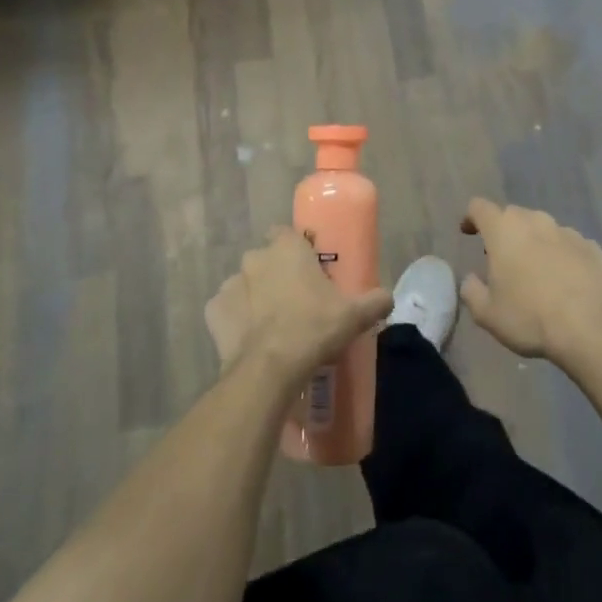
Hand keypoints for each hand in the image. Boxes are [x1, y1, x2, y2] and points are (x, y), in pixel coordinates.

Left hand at [205, 227, 392, 379]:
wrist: (269, 368)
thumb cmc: (313, 328)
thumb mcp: (354, 315)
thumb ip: (374, 300)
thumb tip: (388, 297)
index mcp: (286, 248)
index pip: (286, 233)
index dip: (295, 248)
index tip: (308, 268)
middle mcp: (255, 258)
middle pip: (265, 258)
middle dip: (275, 273)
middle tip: (295, 299)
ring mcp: (230, 284)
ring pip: (244, 284)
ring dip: (255, 296)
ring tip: (272, 323)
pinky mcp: (213, 312)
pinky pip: (225, 310)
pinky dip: (235, 320)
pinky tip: (250, 338)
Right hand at [458, 199, 601, 363]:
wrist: (590, 328)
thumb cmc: (530, 318)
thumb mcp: (487, 314)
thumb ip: (471, 291)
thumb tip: (471, 279)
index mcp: (503, 230)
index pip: (479, 207)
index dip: (471, 218)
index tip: (469, 232)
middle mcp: (535, 221)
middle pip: (512, 215)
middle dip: (504, 232)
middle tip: (502, 260)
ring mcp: (566, 231)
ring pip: (542, 229)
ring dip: (534, 243)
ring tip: (536, 272)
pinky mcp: (591, 247)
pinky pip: (568, 244)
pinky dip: (561, 256)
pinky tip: (565, 281)